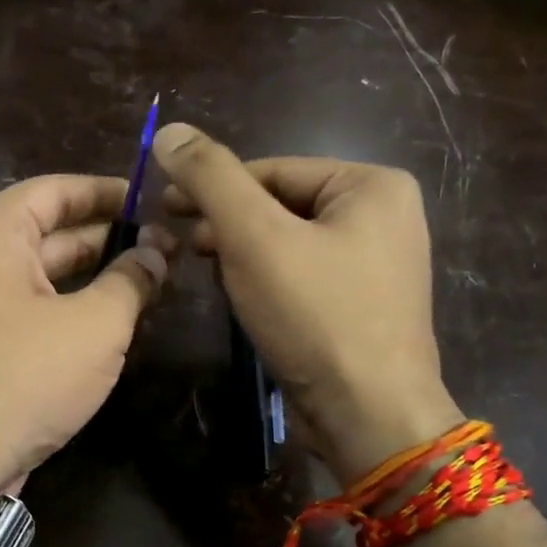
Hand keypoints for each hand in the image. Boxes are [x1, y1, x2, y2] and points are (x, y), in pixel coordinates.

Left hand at [0, 175, 168, 488]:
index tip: (155, 200)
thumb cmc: (25, 376)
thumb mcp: (94, 326)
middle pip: (53, 230)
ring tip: (153, 277)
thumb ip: (131, 280)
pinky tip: (116, 316)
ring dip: (96, 273)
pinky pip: (35, 307)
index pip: (58, 189)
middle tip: (167, 244)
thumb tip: (156, 253)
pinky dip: (73, 305)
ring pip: (46, 273)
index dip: (110, 192)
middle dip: (111, 236)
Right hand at [152, 122, 463, 485]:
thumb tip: (169, 131)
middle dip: (227, 224)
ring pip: (288, 242)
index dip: (211, 187)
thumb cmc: (316, 316)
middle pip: (280, 204)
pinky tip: (243, 299)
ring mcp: (378, 263)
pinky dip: (267, 281)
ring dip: (242, 254)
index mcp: (372, 185)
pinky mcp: (363, 304)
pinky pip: (303, 275)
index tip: (163, 208)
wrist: (369, 415)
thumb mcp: (254, 237)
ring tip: (209, 274)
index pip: (271, 170)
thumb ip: (211, 179)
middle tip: (180, 245)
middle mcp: (384, 216)